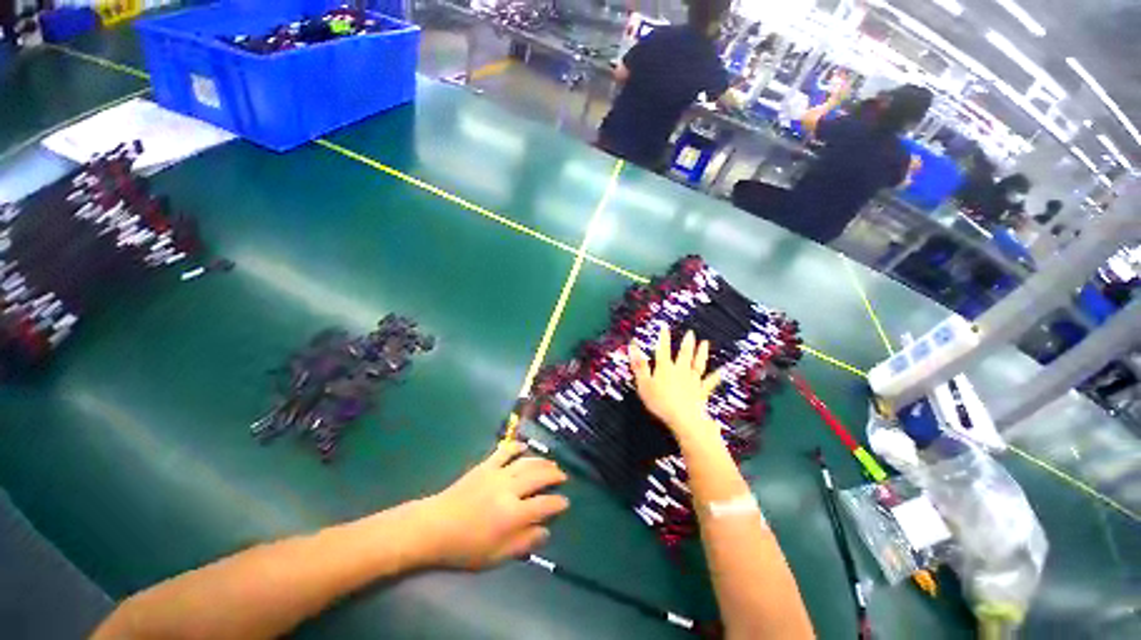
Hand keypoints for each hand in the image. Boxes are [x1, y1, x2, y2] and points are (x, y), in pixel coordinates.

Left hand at [421, 442, 568, 569]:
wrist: (434, 527)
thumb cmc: (465, 547)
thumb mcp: (496, 556)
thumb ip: (524, 543)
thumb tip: (546, 531)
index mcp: (513, 514)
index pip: (545, 504)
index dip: (558, 503)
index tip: (566, 502)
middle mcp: (510, 489)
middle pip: (539, 477)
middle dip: (554, 475)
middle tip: (563, 476)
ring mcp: (497, 474)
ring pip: (526, 462)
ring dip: (541, 461)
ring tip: (551, 462)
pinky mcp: (486, 465)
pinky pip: (505, 451)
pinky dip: (516, 447)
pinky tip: (524, 446)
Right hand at [630, 326, 721, 441]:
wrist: (683, 417)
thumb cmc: (660, 402)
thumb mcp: (643, 383)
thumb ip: (639, 365)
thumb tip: (633, 347)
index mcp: (665, 368)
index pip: (662, 350)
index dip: (663, 338)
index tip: (664, 326)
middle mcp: (680, 371)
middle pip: (684, 354)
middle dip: (686, 343)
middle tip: (690, 333)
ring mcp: (692, 380)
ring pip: (698, 364)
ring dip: (701, 353)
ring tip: (705, 344)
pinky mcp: (701, 391)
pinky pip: (709, 382)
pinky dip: (715, 377)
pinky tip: (721, 372)